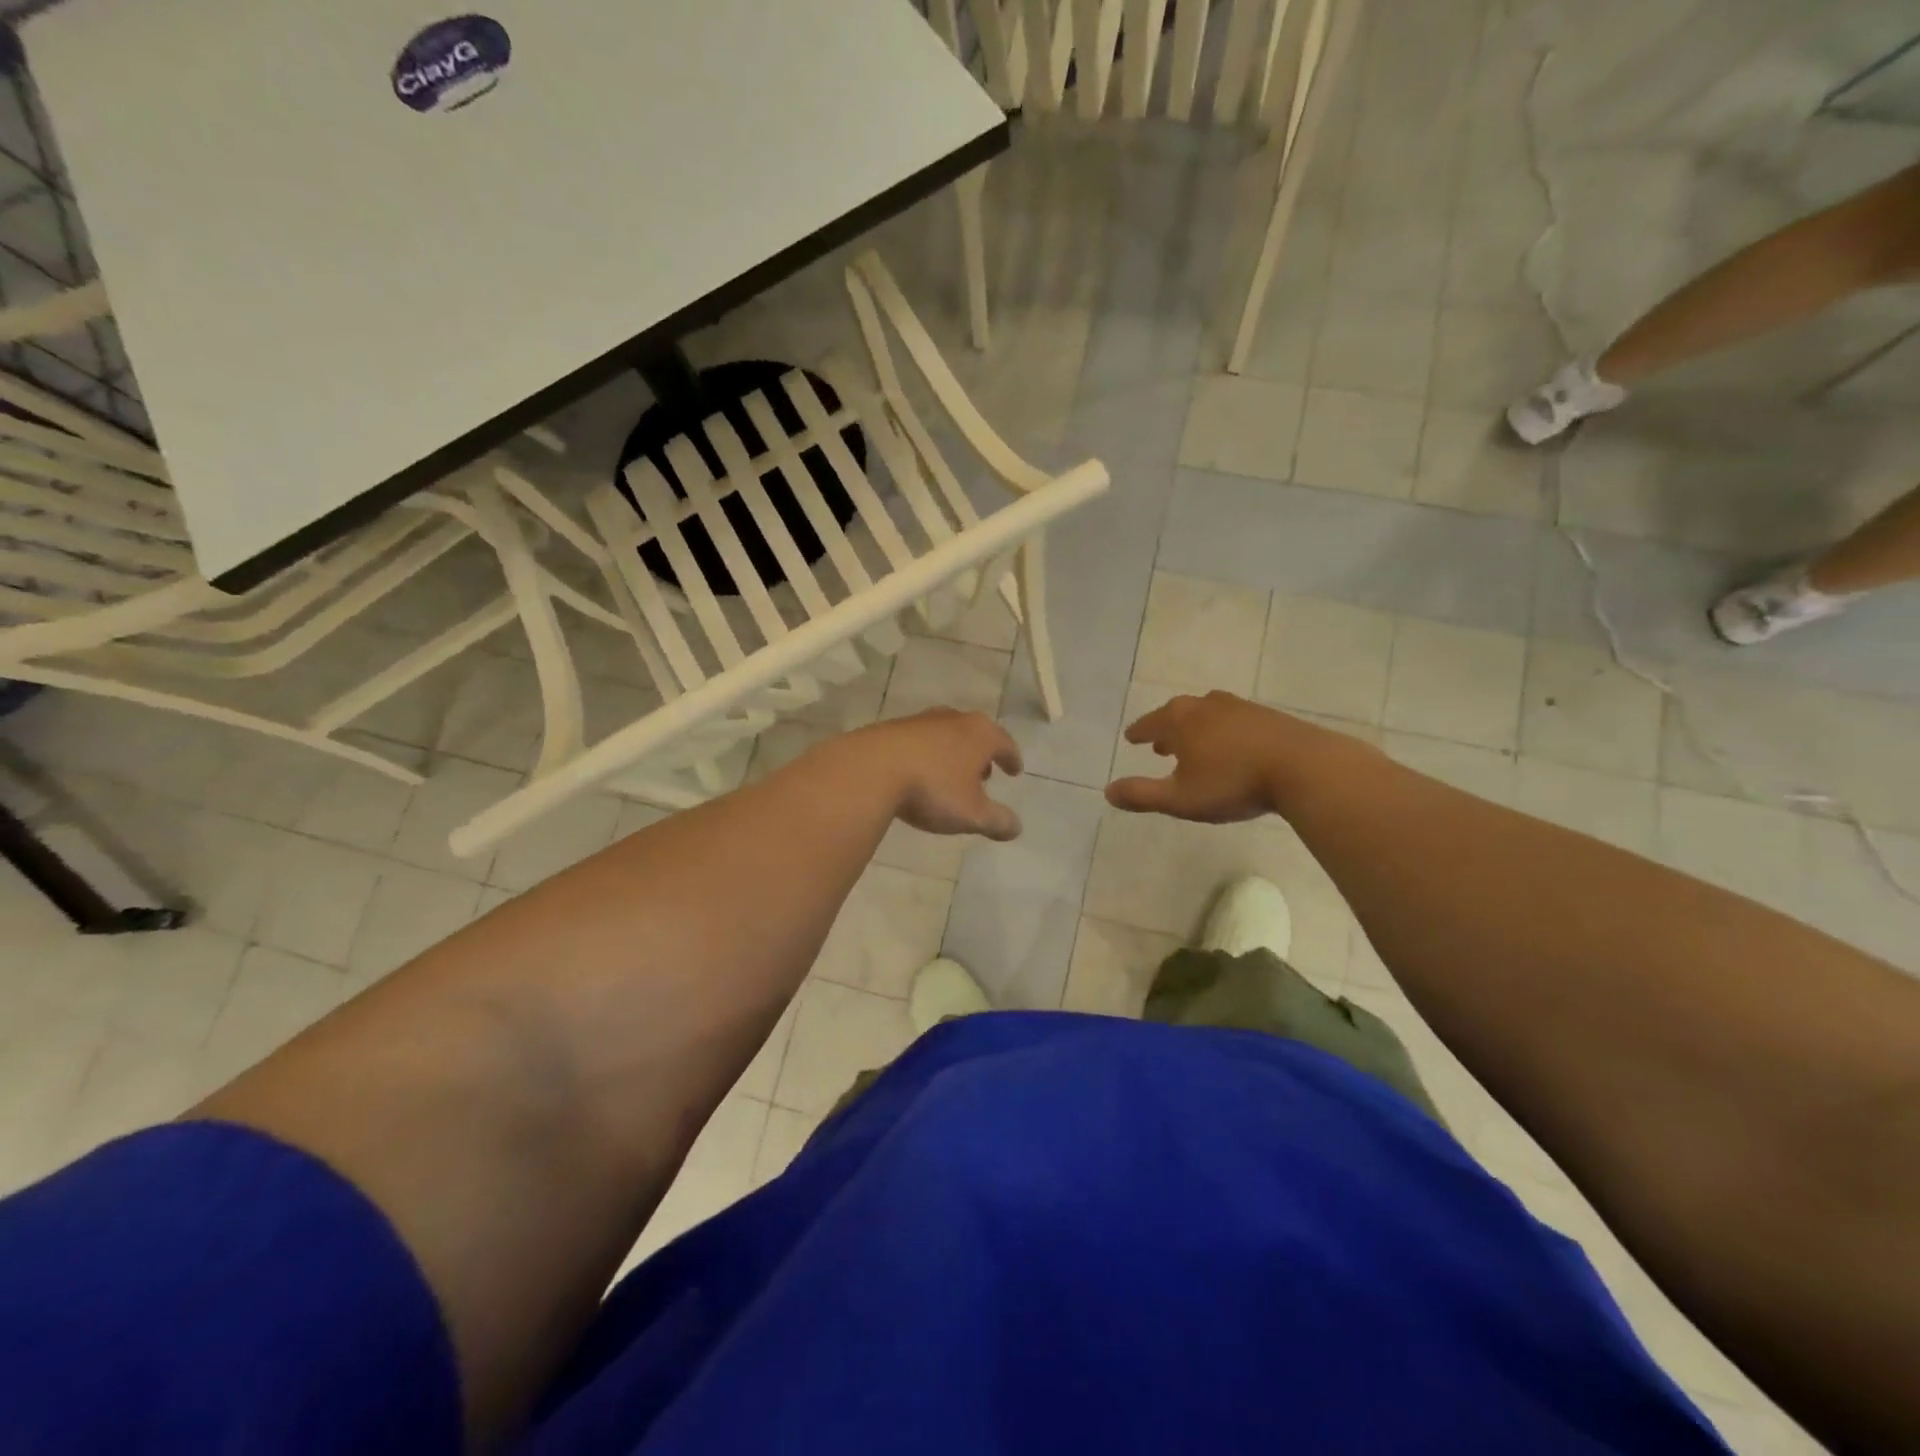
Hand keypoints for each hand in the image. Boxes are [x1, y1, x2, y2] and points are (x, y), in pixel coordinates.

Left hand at [848, 709, 1024, 840]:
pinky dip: (927, 755)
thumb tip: (1016, 828)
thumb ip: (997, 821)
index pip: (1005, 744)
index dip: (1012, 759)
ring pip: (946, 736)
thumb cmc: (933, 789)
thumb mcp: (972, 814)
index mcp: (980, 734)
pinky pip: (919, 742)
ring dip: (953, 754)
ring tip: (952, 776)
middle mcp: (953, 719)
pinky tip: (920, 773)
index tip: (1015, 770)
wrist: (871, 769)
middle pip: (975, 734)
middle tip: (985, 774)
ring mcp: (921, 721)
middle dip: (981, 754)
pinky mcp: (892, 728)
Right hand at [1106, 692, 1347, 822]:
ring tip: (1195, 744)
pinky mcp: (1267, 716)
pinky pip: (1233, 720)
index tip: (1131, 738)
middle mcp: (1206, 706)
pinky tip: (1232, 746)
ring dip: (1196, 728)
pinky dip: (1222, 730)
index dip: (1139, 732)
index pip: (1150, 723)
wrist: (1303, 768)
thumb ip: (1142, 795)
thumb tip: (1108, 791)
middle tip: (1159, 743)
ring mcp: (1239, 707)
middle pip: (1178, 713)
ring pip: (1207, 714)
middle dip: (1166, 728)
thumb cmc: (1232, 783)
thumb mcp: (1180, 798)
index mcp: (1180, 721)